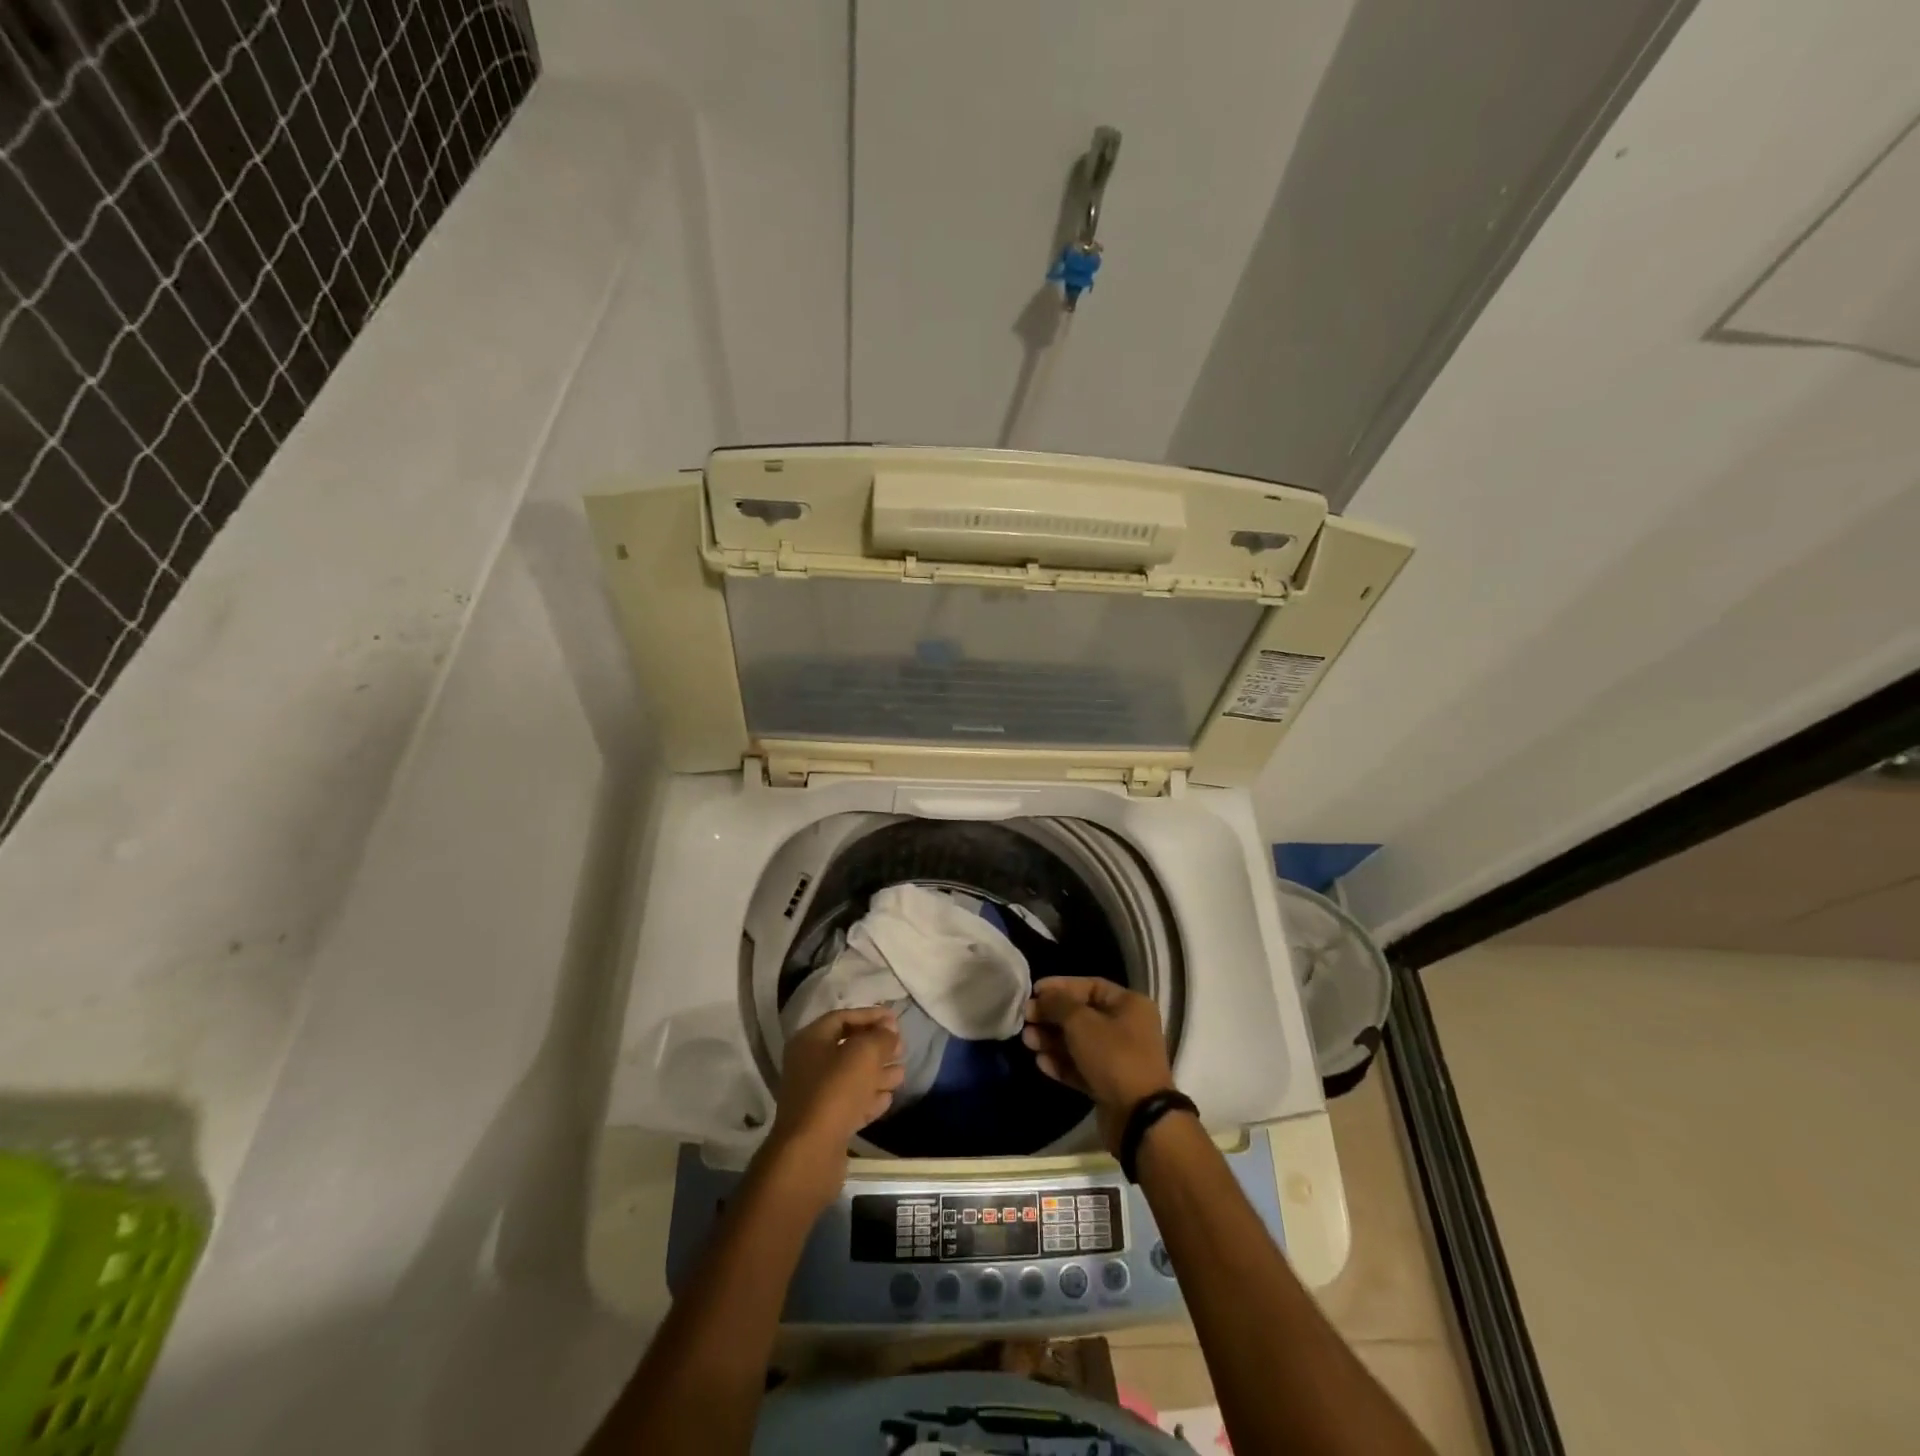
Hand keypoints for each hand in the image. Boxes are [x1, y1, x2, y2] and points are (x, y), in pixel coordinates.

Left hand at [763, 1007, 905, 1209]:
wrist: (810, 1153)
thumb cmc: (835, 1091)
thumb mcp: (864, 1054)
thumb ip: (880, 1037)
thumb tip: (889, 1030)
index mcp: (811, 1040)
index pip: (843, 1017)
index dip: (870, 1016)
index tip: (896, 1020)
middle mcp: (809, 1064)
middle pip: (848, 1047)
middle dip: (877, 1047)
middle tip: (902, 1049)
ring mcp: (815, 1095)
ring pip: (852, 1077)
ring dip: (878, 1073)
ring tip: (902, 1074)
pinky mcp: (824, 1122)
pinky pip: (850, 1102)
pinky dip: (869, 1098)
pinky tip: (888, 1098)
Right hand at [1023, 977, 1178, 1153]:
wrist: (1139, 1117)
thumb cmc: (1113, 1057)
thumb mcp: (1081, 1023)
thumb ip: (1058, 1004)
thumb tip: (1042, 996)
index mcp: (1129, 1005)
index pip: (1090, 986)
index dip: (1060, 986)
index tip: (1033, 991)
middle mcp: (1126, 1027)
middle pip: (1082, 1015)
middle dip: (1051, 1017)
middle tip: (1025, 1019)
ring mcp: (1118, 1058)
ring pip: (1079, 1042)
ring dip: (1052, 1040)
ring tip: (1027, 1041)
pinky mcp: (1109, 1084)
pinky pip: (1081, 1067)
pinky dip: (1062, 1063)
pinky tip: (1041, 1063)